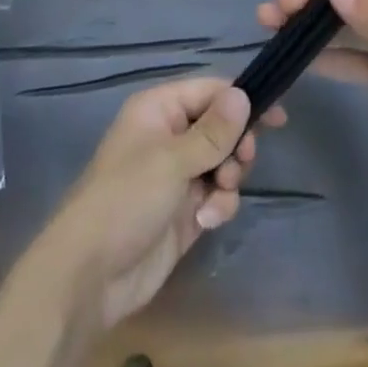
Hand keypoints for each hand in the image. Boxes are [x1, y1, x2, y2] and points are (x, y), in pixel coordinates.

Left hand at [33, 78, 286, 330]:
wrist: (91, 276)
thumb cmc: (126, 200)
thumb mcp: (172, 160)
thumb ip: (212, 130)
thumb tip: (243, 93)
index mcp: (159, 109)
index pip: (210, 91)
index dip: (242, 100)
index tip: (276, 118)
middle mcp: (170, 136)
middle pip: (221, 127)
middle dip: (235, 147)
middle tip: (239, 163)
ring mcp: (178, 175)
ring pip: (223, 163)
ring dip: (228, 181)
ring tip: (215, 198)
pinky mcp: (185, 210)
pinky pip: (217, 195)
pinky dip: (219, 206)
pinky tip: (206, 222)